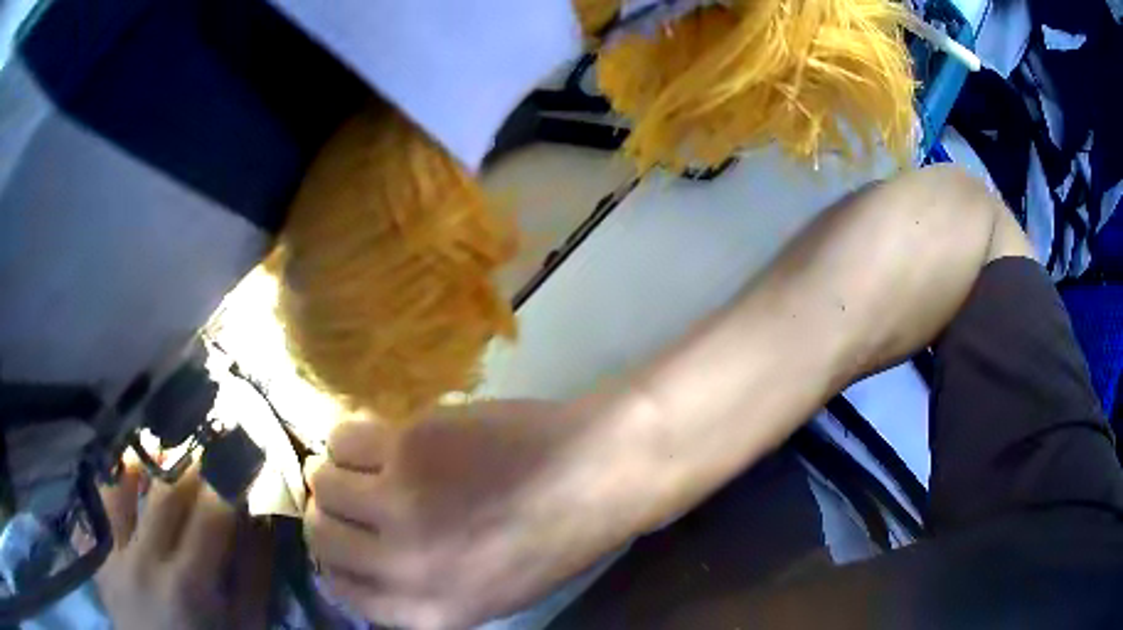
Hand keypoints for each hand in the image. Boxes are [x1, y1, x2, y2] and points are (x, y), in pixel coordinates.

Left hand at [96, 458, 271, 629]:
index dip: (229, 478)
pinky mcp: (98, 557)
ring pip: (121, 486)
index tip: (242, 455)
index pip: (211, 513)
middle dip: (191, 465)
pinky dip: (110, 485)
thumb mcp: (245, 628)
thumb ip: (254, 578)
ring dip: (143, 463)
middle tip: (207, 447)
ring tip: (160, 450)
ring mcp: (113, 557)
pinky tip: (122, 471)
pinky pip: (97, 508)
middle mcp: (143, 561)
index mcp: (188, 585)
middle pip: (165, 492)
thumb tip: (262, 520)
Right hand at [304, 400, 635, 628]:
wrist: (590, 474)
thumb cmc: (548, 539)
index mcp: (429, 611)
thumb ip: (420, 590)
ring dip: (333, 473)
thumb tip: (361, 562)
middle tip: (345, 497)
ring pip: (323, 481)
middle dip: (327, 515)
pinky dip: (350, 439)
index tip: (342, 540)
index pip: (340, 589)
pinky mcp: (407, 446)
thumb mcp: (486, 594)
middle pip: (321, 535)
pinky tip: (377, 441)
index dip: (334, 561)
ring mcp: (400, 502)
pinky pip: (343, 439)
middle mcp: (403, 565)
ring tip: (361, 466)